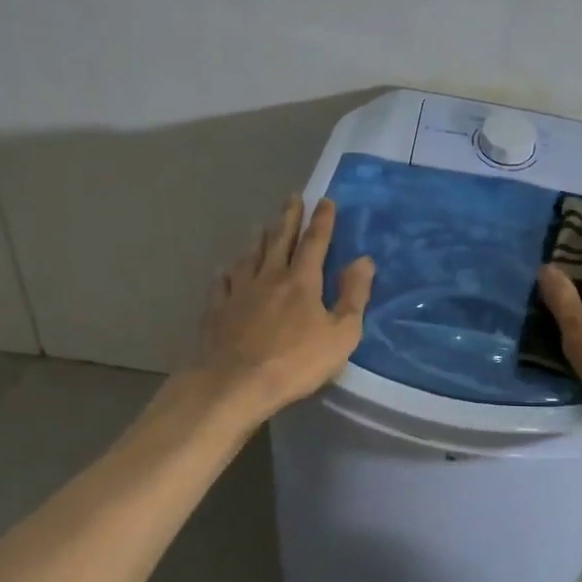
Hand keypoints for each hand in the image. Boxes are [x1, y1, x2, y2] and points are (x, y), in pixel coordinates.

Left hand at [189, 195, 375, 421]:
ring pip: (250, 256)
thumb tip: (364, 260)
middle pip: (279, 240)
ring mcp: (239, 292)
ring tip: (261, 225)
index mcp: (301, 281)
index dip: (322, 221)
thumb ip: (354, 296)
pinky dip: (228, 272)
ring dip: (259, 239)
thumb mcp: (341, 334)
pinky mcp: (217, 310)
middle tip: (292, 197)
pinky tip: (226, 269)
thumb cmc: (295, 362)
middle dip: (289, 218)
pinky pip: (223, 283)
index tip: (325, 200)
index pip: (314, 242)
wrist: (233, 384)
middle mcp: (269, 277)